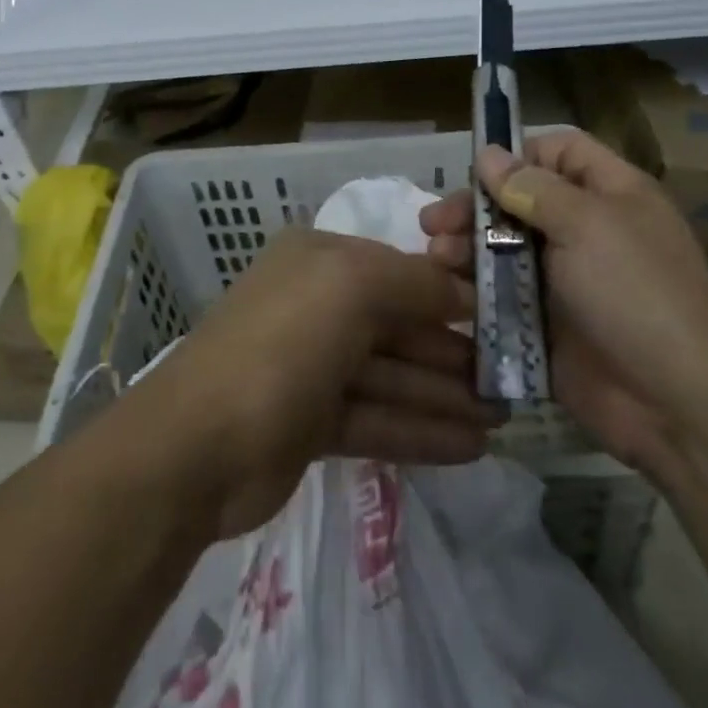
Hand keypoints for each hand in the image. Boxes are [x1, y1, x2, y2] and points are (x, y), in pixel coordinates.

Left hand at [130, 227, 499, 537]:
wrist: (198, 446)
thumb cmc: (282, 345)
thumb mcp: (351, 288)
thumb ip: (414, 282)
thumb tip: (461, 291)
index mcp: (319, 261)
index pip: (398, 270)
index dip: (449, 295)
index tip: (501, 320)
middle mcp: (316, 305)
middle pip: (397, 326)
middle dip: (452, 355)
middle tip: (510, 382)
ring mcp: (311, 366)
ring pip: (391, 376)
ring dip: (443, 397)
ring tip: (502, 421)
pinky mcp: (309, 422)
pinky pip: (376, 418)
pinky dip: (419, 430)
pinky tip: (469, 447)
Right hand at [420, 130, 707, 478]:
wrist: (675, 403)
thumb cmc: (636, 293)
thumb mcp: (587, 225)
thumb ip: (532, 187)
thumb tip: (489, 154)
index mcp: (610, 194)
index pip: (560, 152)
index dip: (519, 155)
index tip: (476, 173)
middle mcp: (587, 230)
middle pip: (520, 201)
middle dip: (476, 207)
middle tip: (433, 223)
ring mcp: (566, 280)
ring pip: (505, 248)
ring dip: (467, 248)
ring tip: (436, 258)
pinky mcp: (547, 323)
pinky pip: (504, 295)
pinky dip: (475, 290)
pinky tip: (447, 291)